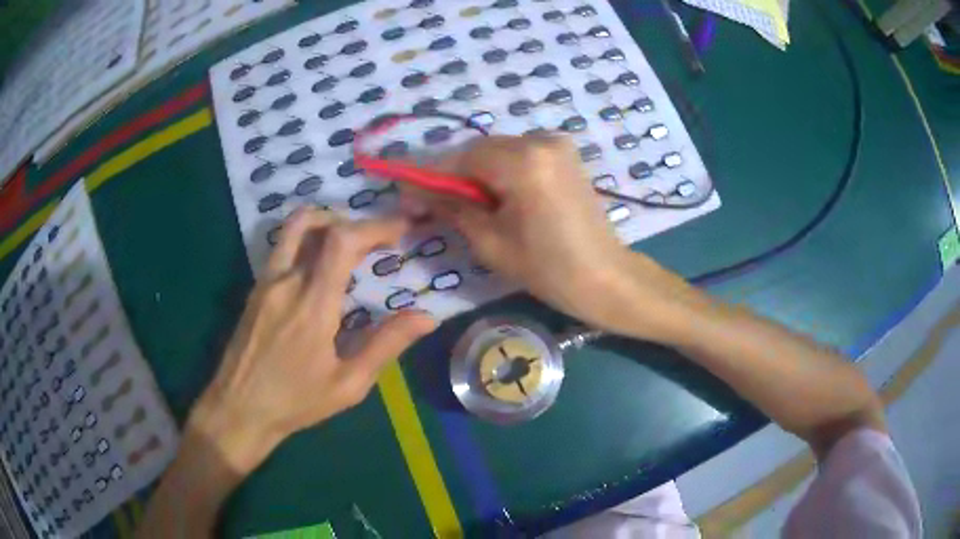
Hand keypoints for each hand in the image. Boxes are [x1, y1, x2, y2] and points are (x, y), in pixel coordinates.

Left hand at [190, 209, 435, 472]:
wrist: (239, 408)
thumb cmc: (296, 401)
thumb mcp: (348, 384)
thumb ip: (386, 344)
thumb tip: (427, 317)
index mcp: (312, 303)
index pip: (343, 241)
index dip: (376, 226)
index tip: (402, 228)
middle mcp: (286, 280)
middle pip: (317, 222)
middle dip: (355, 222)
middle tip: (379, 239)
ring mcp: (266, 280)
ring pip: (294, 227)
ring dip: (327, 222)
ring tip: (350, 243)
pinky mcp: (255, 288)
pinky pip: (283, 246)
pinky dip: (308, 240)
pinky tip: (320, 266)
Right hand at [412, 135, 686, 336]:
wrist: (605, 277)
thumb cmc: (548, 269)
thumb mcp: (490, 242)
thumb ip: (452, 208)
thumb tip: (416, 193)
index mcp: (523, 162)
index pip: (461, 158)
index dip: (431, 176)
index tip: (407, 193)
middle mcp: (541, 141)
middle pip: (481, 150)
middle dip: (455, 175)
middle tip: (435, 203)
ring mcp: (558, 144)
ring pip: (499, 151)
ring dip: (478, 174)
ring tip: (469, 205)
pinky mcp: (566, 155)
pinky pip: (521, 155)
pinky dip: (502, 171)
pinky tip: (499, 197)